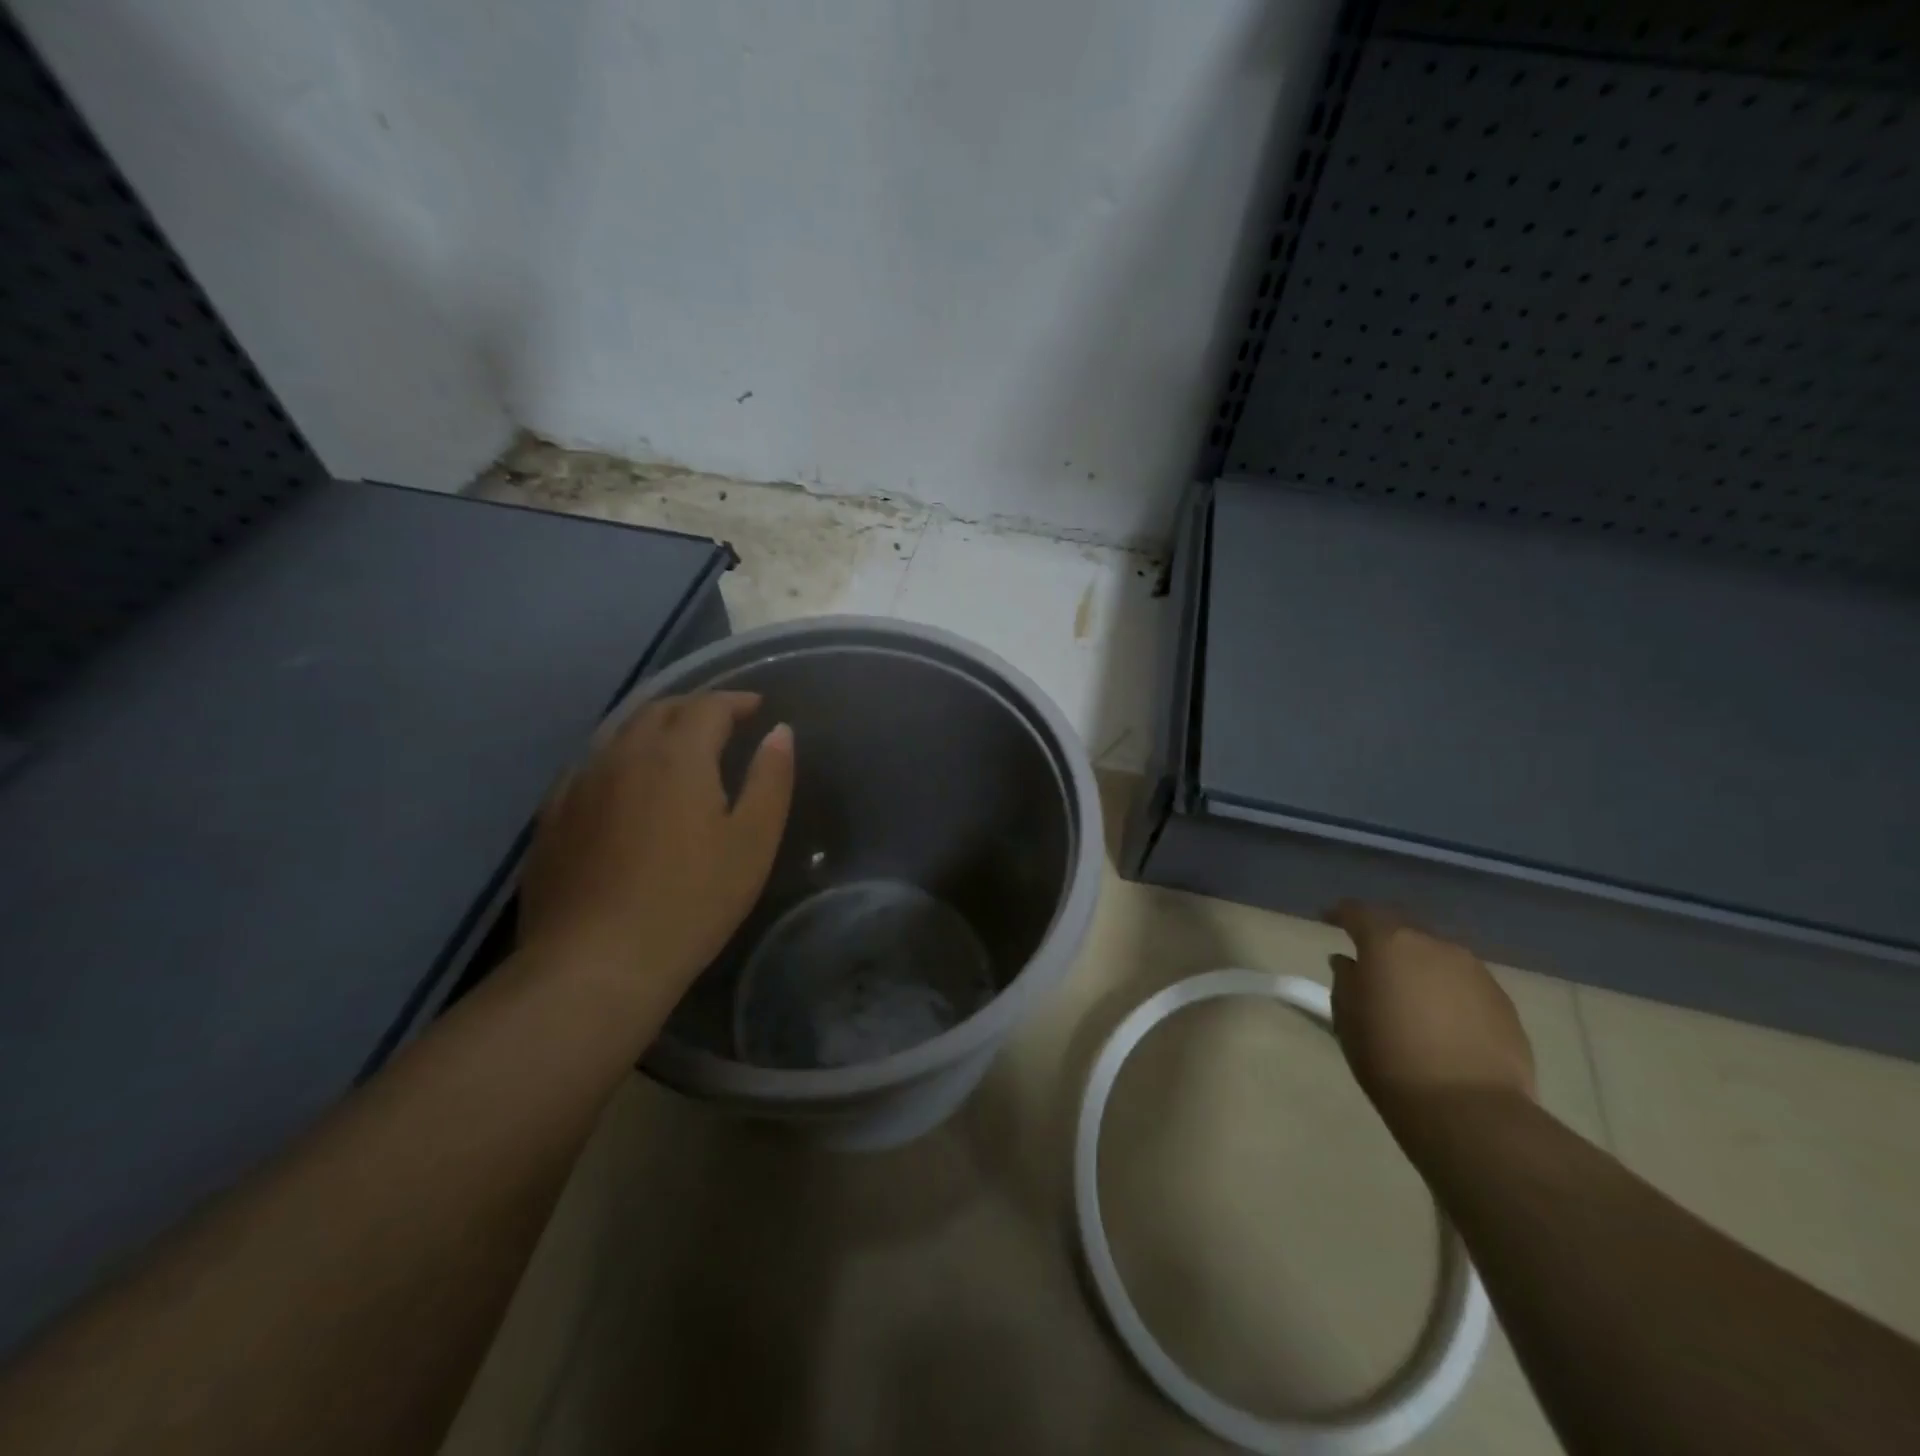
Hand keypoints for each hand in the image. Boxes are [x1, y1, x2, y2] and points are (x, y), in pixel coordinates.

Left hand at [518, 692, 794, 998]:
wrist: (595, 964)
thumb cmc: (691, 901)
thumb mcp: (753, 841)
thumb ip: (770, 778)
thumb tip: (779, 731)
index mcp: (677, 756)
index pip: (708, 706)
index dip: (735, 701)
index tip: (756, 708)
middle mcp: (623, 755)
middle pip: (659, 710)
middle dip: (694, 708)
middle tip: (721, 722)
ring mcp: (579, 784)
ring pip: (619, 734)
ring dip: (654, 728)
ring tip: (676, 746)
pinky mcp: (552, 817)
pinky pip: (589, 767)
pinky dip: (618, 760)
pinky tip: (623, 785)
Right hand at [1325, 901, 1535, 1122]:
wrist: (1469, 1109)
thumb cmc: (1389, 1057)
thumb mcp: (1347, 1018)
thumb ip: (1346, 980)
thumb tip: (1350, 963)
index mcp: (1389, 942)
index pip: (1358, 912)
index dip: (1341, 913)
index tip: (1328, 920)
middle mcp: (1434, 945)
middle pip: (1402, 928)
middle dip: (1383, 937)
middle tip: (1369, 958)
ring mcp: (1475, 971)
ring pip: (1437, 955)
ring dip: (1418, 964)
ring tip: (1408, 991)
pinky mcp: (1503, 1001)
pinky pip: (1464, 982)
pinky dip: (1446, 990)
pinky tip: (1441, 1018)